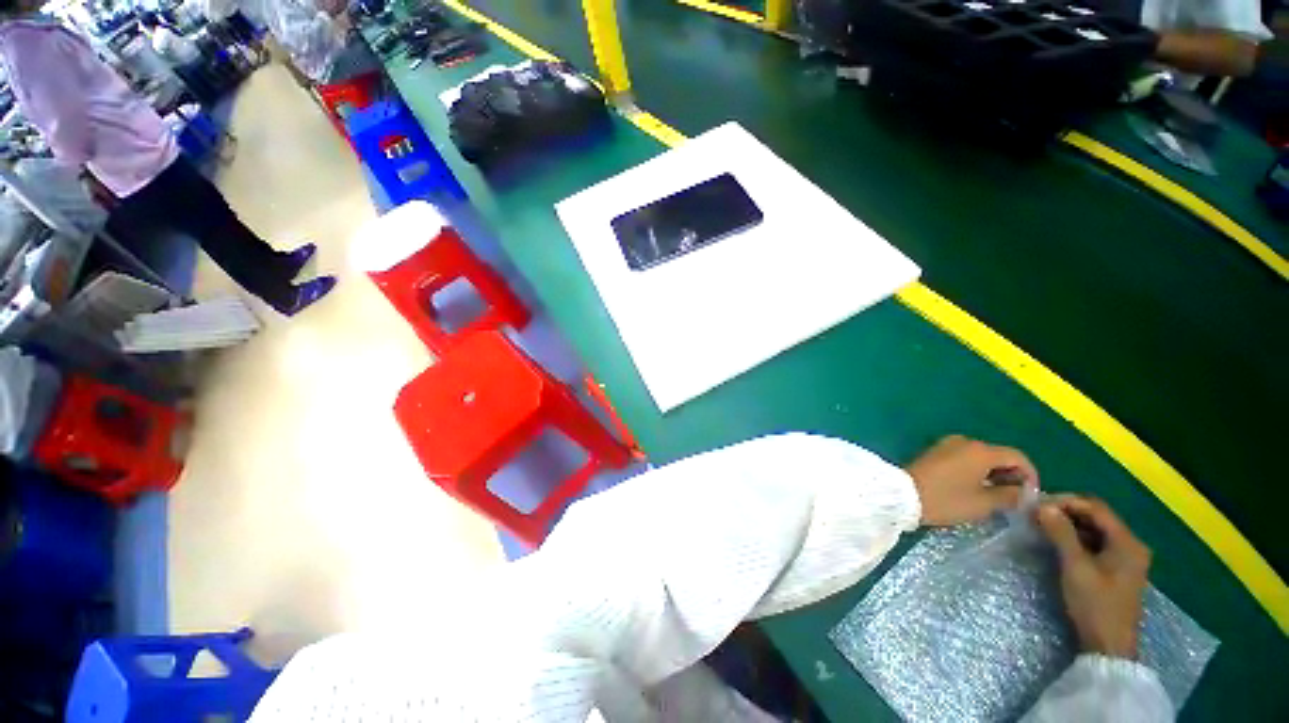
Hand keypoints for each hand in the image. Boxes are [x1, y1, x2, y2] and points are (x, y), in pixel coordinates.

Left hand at [904, 435, 1036, 525]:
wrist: (902, 495)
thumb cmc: (946, 500)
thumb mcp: (983, 504)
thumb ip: (1009, 496)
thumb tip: (1023, 492)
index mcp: (980, 451)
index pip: (1017, 457)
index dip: (1030, 475)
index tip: (1031, 495)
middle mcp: (964, 441)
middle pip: (998, 454)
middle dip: (1010, 474)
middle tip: (1013, 497)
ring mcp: (946, 444)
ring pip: (980, 456)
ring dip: (992, 472)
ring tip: (995, 495)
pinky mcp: (934, 451)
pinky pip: (963, 457)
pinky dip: (974, 470)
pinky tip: (974, 487)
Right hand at [1036, 496, 1149, 658]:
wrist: (1108, 645)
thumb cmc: (1095, 604)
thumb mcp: (1075, 567)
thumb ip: (1061, 534)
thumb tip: (1043, 506)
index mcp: (1127, 542)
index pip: (1095, 507)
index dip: (1066, 501)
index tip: (1037, 505)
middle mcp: (1131, 545)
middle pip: (1096, 517)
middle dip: (1066, 512)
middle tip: (1037, 515)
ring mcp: (1125, 558)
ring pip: (1094, 530)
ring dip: (1069, 525)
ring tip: (1042, 527)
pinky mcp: (1116, 569)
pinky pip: (1095, 543)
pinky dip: (1076, 539)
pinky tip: (1057, 543)